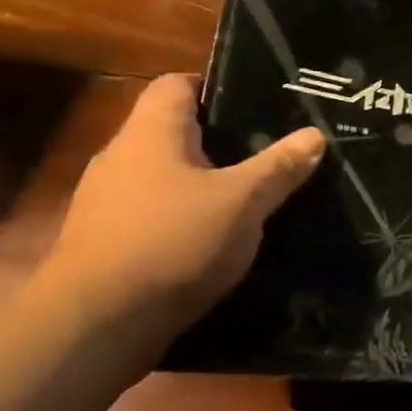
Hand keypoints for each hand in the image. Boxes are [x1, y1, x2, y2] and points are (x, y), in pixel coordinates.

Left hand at [39, 74, 324, 342]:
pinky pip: (152, 214)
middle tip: (266, 152)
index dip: (215, 86)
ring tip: (247, 197)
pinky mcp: (104, 243)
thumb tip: (315, 135)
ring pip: (163, 177)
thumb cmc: (172, 243)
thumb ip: (279, 167)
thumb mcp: (242, 203)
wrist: (95, 326)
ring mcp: (106, 202)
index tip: (256, 104)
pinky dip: (181, 219)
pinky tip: (213, 241)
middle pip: (172, 132)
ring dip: (200, 184)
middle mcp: (121, 157)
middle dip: (218, 141)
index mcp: (150, 133)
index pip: (176, 84)